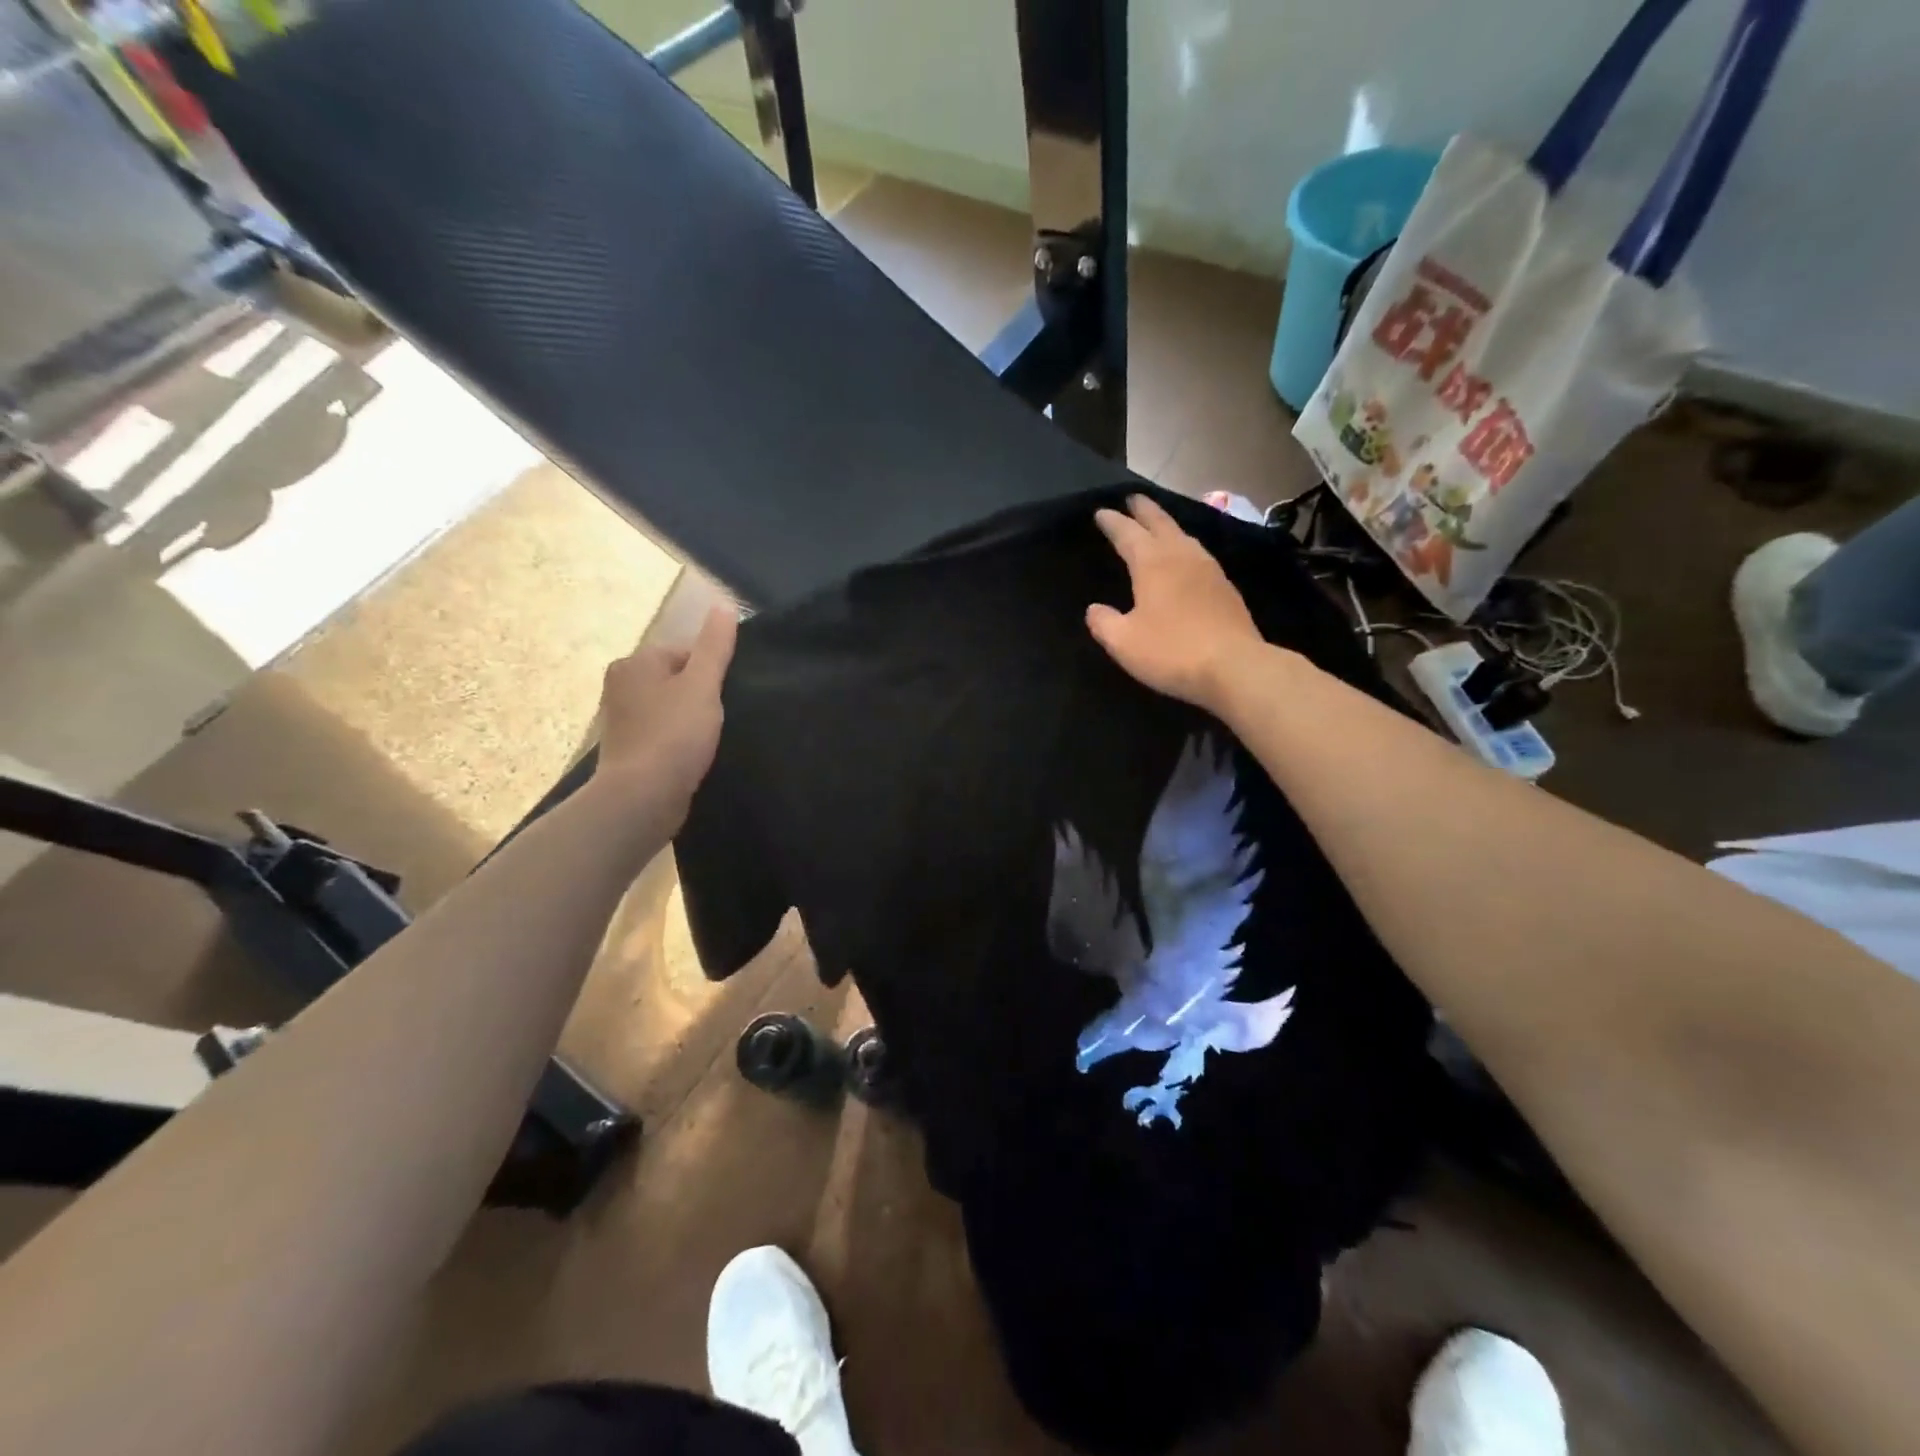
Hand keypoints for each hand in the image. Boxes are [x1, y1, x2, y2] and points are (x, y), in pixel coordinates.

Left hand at [592, 604, 737, 831]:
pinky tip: (691, 757)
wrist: (641, 798)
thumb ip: (715, 646)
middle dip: (699, 696)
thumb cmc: (674, 735)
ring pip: (669, 708)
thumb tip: (724, 605)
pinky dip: (677, 742)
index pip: (685, 653)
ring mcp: (620, 719)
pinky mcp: (627, 749)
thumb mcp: (703, 685)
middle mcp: (620, 684)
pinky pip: (661, 734)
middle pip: (677, 679)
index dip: (711, 673)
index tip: (723, 698)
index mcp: (635, 662)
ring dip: (689, 720)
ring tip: (706, 740)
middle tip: (717, 720)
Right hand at [1087, 494, 1264, 710]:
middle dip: (1144, 510)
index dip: (1113, 523)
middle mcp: (1182, 557)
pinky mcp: (1226, 588)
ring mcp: (1209, 570)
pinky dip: (1185, 547)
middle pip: (1161, 524)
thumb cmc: (1171, 651)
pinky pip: (1199, 555)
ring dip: (1168, 526)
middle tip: (1133, 498)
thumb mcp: (1124, 642)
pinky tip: (1187, 559)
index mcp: (1152, 564)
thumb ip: (1104, 623)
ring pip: (1184, 537)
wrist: (1235, 667)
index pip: (1127, 534)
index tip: (1101, 513)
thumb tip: (1094, 609)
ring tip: (1159, 524)